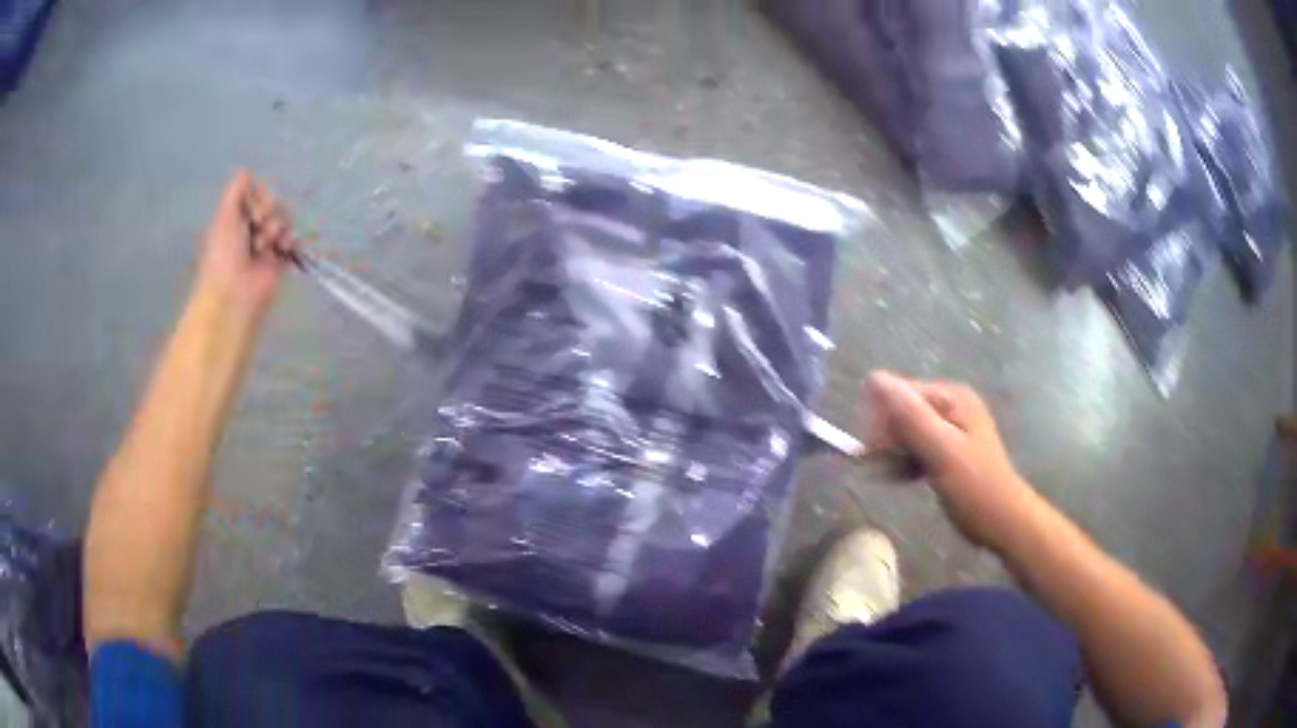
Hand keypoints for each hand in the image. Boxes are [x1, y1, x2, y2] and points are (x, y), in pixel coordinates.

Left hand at [195, 169, 298, 318]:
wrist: (233, 295)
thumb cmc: (223, 255)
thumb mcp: (224, 216)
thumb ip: (236, 191)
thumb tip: (247, 172)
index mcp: (234, 217)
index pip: (254, 191)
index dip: (257, 194)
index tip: (253, 207)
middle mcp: (250, 227)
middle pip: (271, 202)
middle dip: (268, 209)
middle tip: (259, 223)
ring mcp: (265, 243)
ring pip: (283, 217)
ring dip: (278, 225)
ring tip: (268, 241)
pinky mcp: (280, 258)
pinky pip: (292, 239)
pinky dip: (290, 239)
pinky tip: (284, 246)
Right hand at [867, 371, 1037, 550]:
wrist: (1004, 522)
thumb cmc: (975, 488)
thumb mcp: (942, 451)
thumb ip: (910, 416)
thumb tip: (874, 379)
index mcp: (952, 398)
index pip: (900, 392)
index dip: (882, 418)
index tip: (872, 451)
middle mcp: (951, 405)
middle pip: (902, 411)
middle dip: (886, 437)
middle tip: (879, 467)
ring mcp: (950, 429)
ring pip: (906, 432)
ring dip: (892, 452)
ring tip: (888, 475)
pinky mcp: (947, 451)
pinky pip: (915, 448)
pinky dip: (904, 461)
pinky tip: (898, 478)